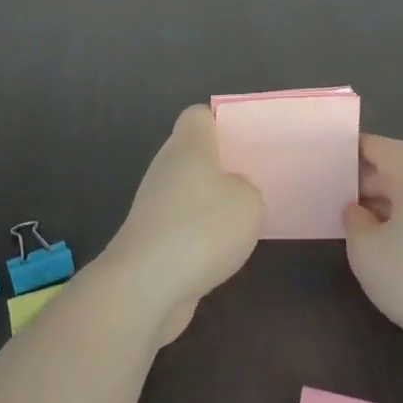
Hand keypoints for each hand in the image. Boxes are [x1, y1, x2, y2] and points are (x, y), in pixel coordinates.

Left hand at [104, 105, 262, 341]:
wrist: (146, 286)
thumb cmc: (202, 229)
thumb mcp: (249, 202)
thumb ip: (247, 188)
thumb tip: (232, 192)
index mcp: (188, 145)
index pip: (199, 116)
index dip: (222, 122)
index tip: (246, 141)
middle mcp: (166, 167)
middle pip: (194, 154)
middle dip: (222, 166)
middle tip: (255, 180)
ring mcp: (154, 204)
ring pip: (188, 191)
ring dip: (211, 204)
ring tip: (245, 219)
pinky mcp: (151, 239)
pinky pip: (182, 224)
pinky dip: (200, 235)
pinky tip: (222, 251)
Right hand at [342, 135, 402, 360]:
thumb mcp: (367, 252)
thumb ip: (354, 222)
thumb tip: (358, 211)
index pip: (380, 147)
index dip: (352, 151)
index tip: (327, 162)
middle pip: (400, 168)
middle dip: (367, 181)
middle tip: (335, 198)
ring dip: (388, 203)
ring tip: (360, 224)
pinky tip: (395, 244)